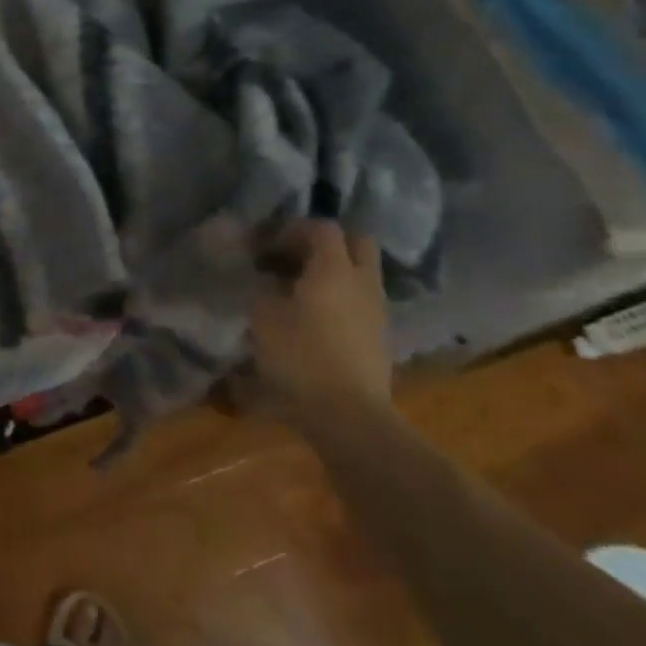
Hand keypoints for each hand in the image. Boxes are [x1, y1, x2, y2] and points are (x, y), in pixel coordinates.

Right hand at [250, 220, 391, 417]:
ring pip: (362, 273)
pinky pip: (362, 301)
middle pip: (357, 242)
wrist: (349, 417)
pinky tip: (316, 318)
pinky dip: (342, 298)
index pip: (322, 228)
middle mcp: (362, 282)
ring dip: (335, 271)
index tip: (268, 246)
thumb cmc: (300, 358)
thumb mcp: (265, 317)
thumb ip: (266, 288)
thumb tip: (270, 279)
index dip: (293, 229)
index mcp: (334, 269)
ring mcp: (377, 311)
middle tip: (296, 257)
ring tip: (302, 289)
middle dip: (327, 242)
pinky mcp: (380, 338)